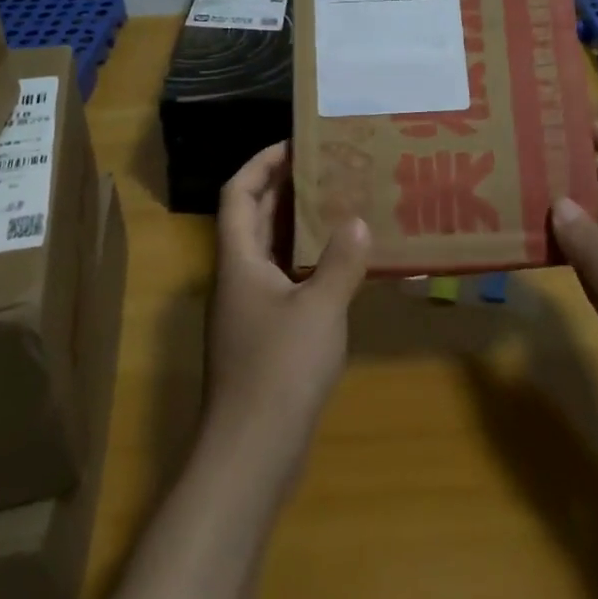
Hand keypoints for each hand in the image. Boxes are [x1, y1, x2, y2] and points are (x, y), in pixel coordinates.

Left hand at [203, 141, 369, 491]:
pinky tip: (342, 266)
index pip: (240, 193)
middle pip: (254, 217)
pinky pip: (285, 281)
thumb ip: (341, 262)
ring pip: (271, 251)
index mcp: (239, 260)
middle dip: (285, 188)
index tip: (296, 142)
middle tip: (329, 167)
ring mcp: (249, 310)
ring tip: (341, 204)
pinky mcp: (264, 337)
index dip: (262, 162)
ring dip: (299, 226)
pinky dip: (308, 264)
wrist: (251, 455)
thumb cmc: (279, 371)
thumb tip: (359, 221)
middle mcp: (238, 277)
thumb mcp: (319, 309)